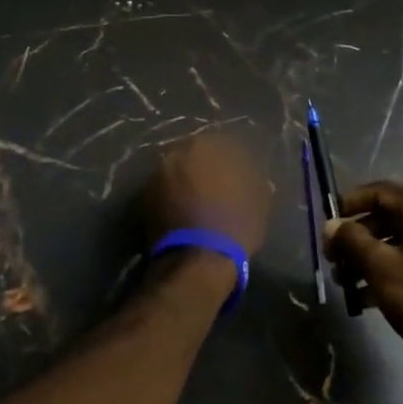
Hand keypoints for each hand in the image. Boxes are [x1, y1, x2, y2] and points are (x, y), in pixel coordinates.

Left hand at [142, 132, 271, 255]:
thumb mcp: (260, 201)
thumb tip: (252, 177)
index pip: (222, 143)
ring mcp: (157, 175)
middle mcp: (178, 153)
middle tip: (214, 187)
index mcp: (208, 147)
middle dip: (203, 168)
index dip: (230, 159)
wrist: (197, 260)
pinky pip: (162, 192)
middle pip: (194, 155)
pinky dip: (170, 198)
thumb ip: (255, 181)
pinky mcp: (142, 198)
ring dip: (184, 182)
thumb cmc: (235, 224)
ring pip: (175, 172)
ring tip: (195, 203)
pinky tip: (181, 214)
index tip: (236, 174)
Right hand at [323, 181, 402, 379]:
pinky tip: (363, 299)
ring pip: (397, 243)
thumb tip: (332, 225)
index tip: (328, 224)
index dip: (350, 203)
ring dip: (367, 259)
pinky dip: (386, 274)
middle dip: (356, 237)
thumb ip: (352, 241)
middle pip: (388, 217)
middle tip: (332, 259)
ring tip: (343, 282)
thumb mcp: (382, 267)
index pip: (381, 191)